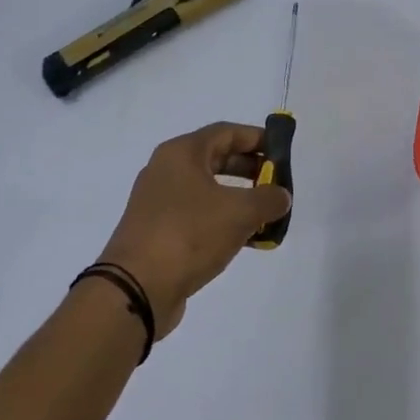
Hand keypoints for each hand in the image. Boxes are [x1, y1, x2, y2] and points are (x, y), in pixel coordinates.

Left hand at [94, 122, 291, 339]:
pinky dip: (222, 220)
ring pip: (208, 189)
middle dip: (250, 169)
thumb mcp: (240, 212)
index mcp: (182, 153)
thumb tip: (281, 196)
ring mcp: (159, 202)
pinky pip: (198, 215)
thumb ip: (268, 199)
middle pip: (216, 159)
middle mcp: (166, 170)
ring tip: (266, 214)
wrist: (137, 287)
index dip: (257, 138)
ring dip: (239, 198)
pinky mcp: (158, 231)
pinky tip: (245, 239)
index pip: (226, 132)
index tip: (283, 151)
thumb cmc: (189, 234)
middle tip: (278, 183)